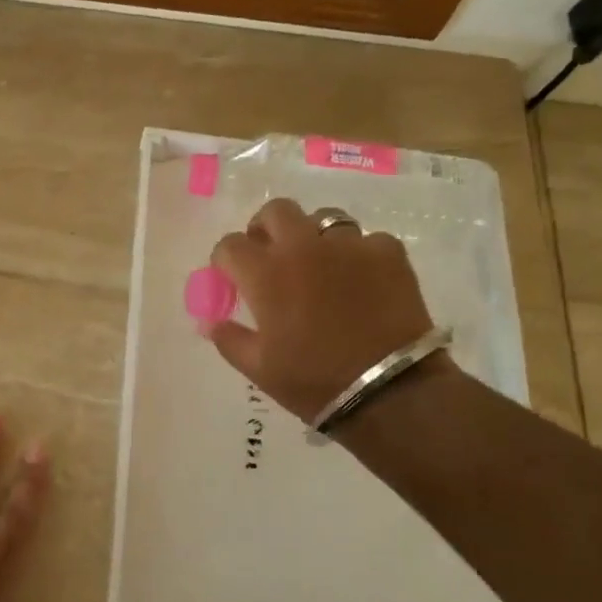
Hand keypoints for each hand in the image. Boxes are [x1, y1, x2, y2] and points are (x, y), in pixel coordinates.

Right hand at [206, 198, 444, 420]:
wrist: (389, 391)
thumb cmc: (314, 381)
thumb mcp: (259, 369)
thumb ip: (229, 339)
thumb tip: (211, 322)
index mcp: (266, 274)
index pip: (230, 245)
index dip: (225, 259)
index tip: (230, 276)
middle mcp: (303, 247)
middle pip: (276, 211)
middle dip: (266, 228)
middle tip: (270, 255)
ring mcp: (349, 245)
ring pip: (323, 219)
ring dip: (313, 237)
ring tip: (320, 266)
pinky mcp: (388, 252)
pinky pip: (366, 241)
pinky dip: (357, 256)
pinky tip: (361, 281)